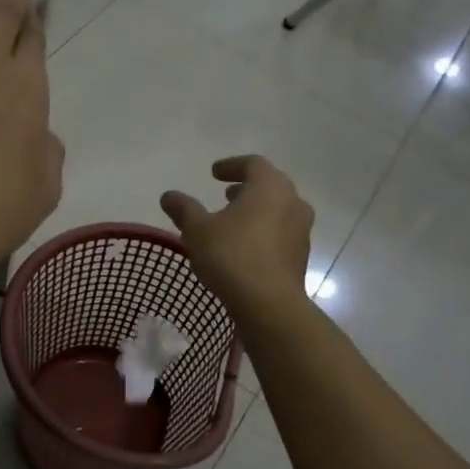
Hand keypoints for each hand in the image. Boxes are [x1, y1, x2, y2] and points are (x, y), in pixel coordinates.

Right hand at [160, 156, 313, 316]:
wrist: (269, 304)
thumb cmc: (232, 256)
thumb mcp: (197, 230)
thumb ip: (184, 209)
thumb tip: (168, 195)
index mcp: (270, 187)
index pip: (252, 164)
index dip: (231, 165)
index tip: (214, 173)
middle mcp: (292, 202)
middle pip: (270, 185)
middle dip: (246, 188)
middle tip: (225, 194)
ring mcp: (301, 230)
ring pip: (278, 210)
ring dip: (256, 210)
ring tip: (233, 221)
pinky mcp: (301, 255)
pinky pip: (281, 233)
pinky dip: (264, 231)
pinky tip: (245, 246)